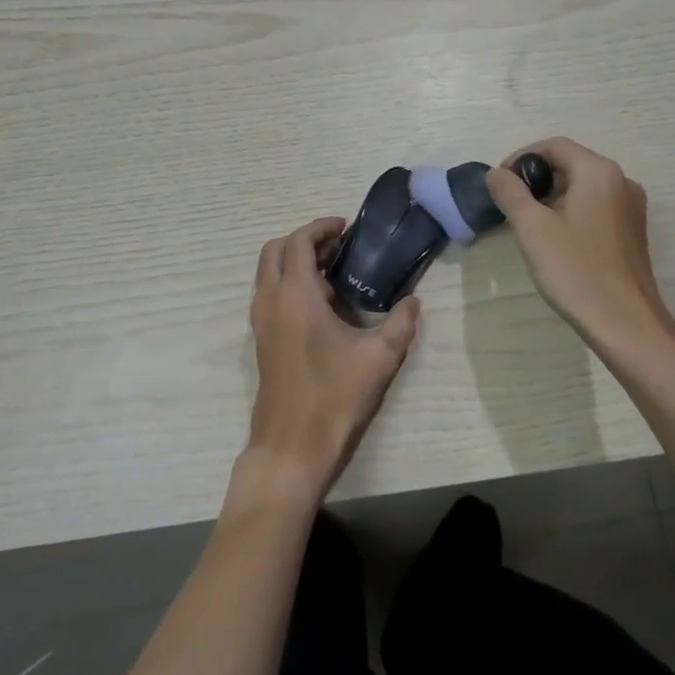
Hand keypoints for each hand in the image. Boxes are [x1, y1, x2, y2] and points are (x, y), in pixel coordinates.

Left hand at [243, 218, 420, 504]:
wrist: (291, 448)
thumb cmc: (334, 397)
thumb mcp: (379, 358)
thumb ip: (401, 324)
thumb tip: (414, 302)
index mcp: (295, 295)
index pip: (298, 242)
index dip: (321, 227)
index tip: (346, 227)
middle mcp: (270, 301)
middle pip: (275, 250)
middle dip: (304, 240)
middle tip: (338, 247)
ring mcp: (261, 322)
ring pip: (268, 273)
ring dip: (294, 263)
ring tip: (334, 275)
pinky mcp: (261, 341)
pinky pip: (269, 295)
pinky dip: (289, 284)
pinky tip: (322, 307)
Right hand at [485, 137, 674, 357]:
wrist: (626, 324)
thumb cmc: (576, 270)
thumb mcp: (532, 227)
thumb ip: (510, 192)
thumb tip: (496, 173)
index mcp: (599, 172)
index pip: (554, 146)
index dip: (522, 158)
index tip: (500, 183)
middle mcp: (621, 181)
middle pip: (570, 163)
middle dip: (536, 179)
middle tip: (511, 205)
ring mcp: (631, 208)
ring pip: (582, 187)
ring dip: (552, 197)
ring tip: (529, 225)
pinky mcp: (632, 232)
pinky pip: (596, 207)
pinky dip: (571, 212)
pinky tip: (556, 240)